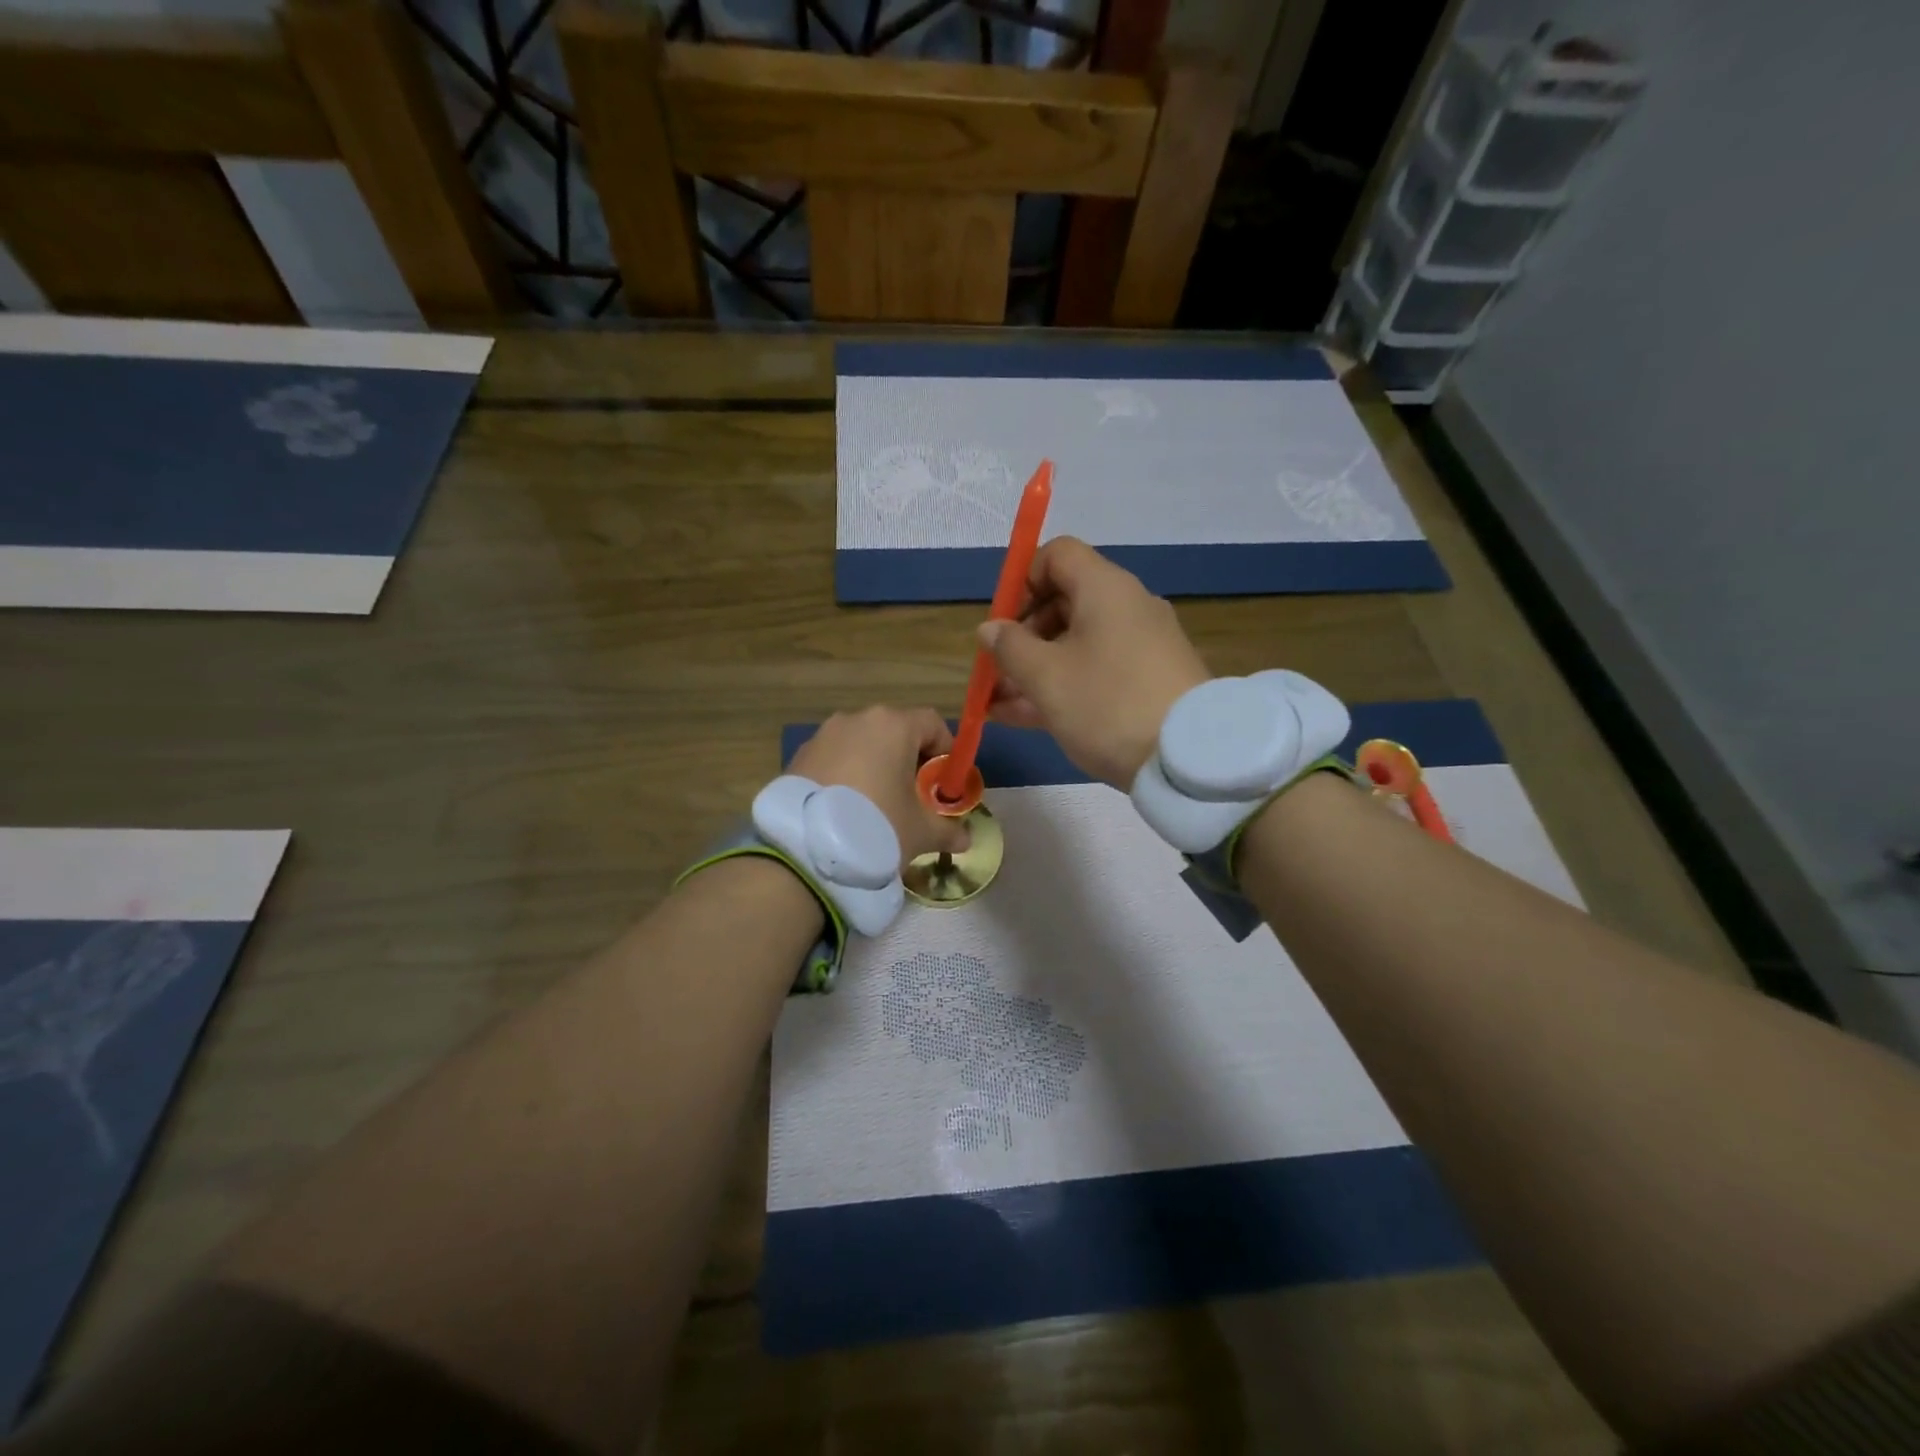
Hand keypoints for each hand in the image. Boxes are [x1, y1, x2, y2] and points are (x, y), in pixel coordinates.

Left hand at [787, 706, 969, 864]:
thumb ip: (948, 830)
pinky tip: (845, 810)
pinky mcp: (798, 757)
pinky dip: (846, 776)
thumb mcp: (921, 832)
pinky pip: (834, 760)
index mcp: (893, 725)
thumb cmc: (877, 826)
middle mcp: (857, 719)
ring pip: (861, 745)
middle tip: (915, 797)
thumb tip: (965, 838)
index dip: (946, 750)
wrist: (805, 850)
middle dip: (909, 760)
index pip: (932, 723)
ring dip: (875, 767)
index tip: (945, 782)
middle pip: (895, 731)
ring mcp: (823, 736)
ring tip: (878, 806)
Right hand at [980, 538, 1210, 786]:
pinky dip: (1060, 686)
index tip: (1002, 622)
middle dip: (1022, 636)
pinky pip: (1094, 672)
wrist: (1187, 759)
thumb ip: (1010, 647)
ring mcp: (1140, 647)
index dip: (1021, 581)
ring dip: (1033, 669)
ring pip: (1075, 644)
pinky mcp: (1147, 682)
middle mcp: (1126, 608)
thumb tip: (991, 628)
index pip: (1057, 555)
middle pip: (1063, 603)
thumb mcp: (1046, 677)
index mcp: (1105, 589)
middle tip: (997, 671)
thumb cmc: (1107, 704)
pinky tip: (1021, 717)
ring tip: (996, 704)